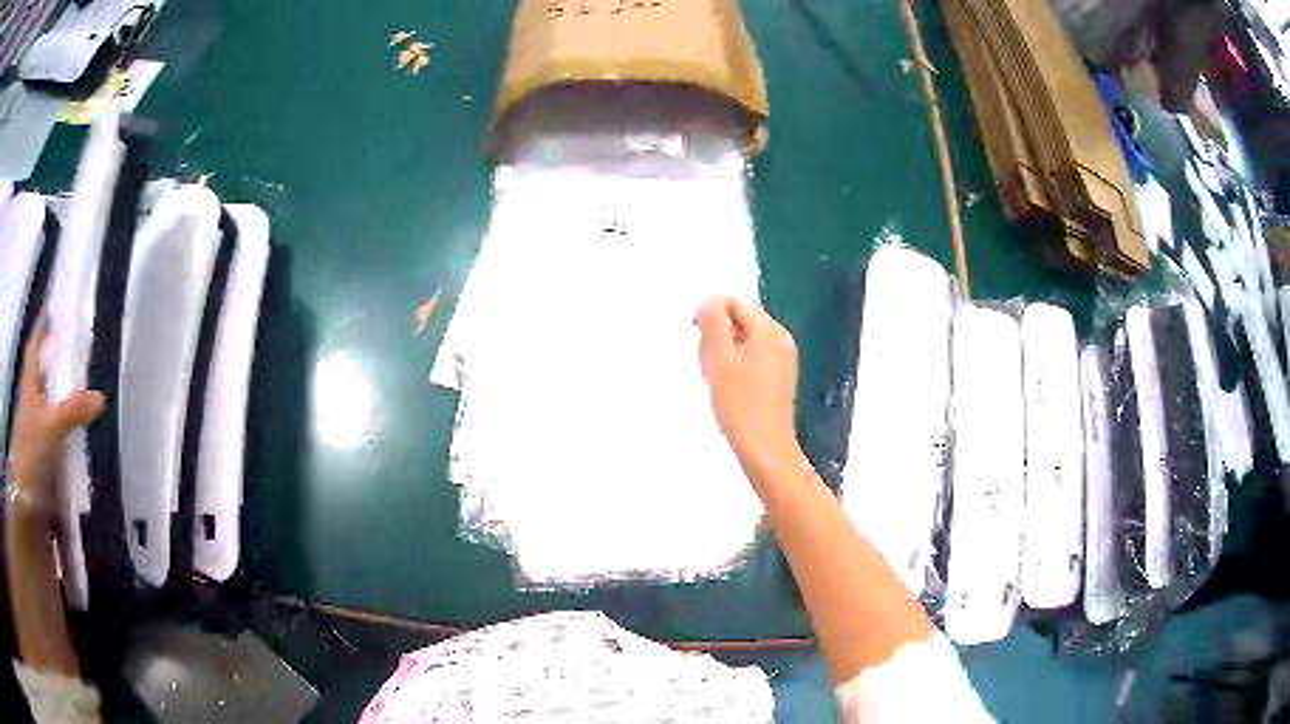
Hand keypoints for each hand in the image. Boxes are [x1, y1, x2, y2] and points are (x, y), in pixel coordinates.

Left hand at [6, 318, 104, 530]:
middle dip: (54, 362)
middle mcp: (31, 406)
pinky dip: (66, 431)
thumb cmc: (31, 456)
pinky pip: (57, 436)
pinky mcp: (44, 460)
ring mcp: (37, 435)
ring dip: (62, 398)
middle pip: (42, 376)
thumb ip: (73, 411)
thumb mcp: (51, 429)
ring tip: (82, 390)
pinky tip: (79, 436)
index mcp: (29, 388)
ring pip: (50, 407)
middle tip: (73, 348)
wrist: (28, 508)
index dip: (41, 328)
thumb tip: (100, 396)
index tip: (49, 308)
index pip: (34, 349)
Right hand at [695, 297, 800, 471]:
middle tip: (708, 364)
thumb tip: (709, 301)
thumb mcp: (720, 358)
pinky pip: (754, 357)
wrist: (765, 448)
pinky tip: (729, 389)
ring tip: (717, 379)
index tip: (698, 339)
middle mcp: (781, 339)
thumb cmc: (740, 404)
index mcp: (769, 330)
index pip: (735, 304)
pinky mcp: (780, 377)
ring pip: (745, 340)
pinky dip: (737, 365)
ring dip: (725, 352)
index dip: (712, 315)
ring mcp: (784, 359)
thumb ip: (713, 323)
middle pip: (741, 320)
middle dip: (718, 335)